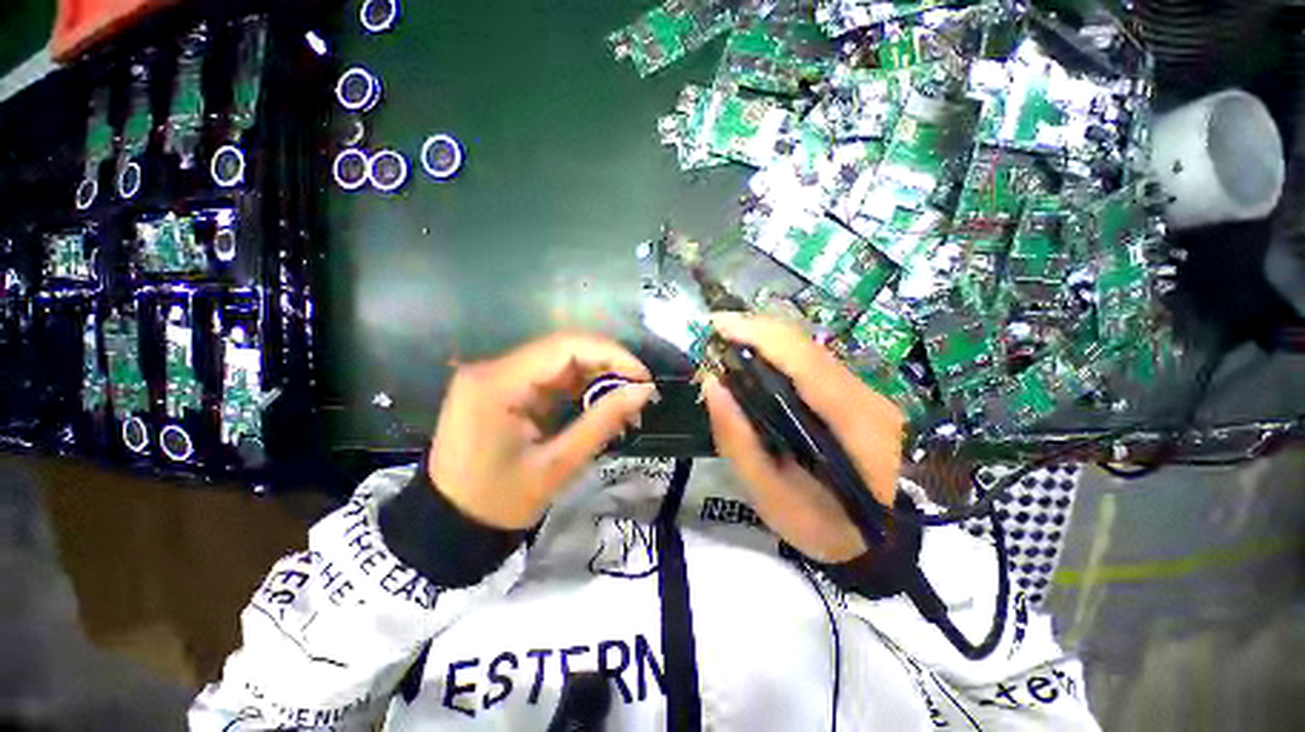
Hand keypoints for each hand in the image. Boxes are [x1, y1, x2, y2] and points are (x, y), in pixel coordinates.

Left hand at [430, 333, 656, 529]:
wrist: (450, 524)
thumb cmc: (500, 502)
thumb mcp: (558, 465)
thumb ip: (602, 421)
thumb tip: (644, 391)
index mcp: (498, 383)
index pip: (565, 347)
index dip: (611, 355)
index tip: (643, 378)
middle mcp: (493, 368)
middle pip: (563, 349)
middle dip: (607, 367)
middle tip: (638, 393)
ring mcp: (495, 375)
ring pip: (559, 361)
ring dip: (596, 377)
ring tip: (624, 403)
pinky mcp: (502, 387)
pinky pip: (549, 376)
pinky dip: (578, 387)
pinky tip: (598, 404)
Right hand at [702, 313, 904, 563]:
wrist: (892, 542)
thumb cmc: (831, 531)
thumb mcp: (775, 501)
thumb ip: (739, 443)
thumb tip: (712, 385)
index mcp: (850, 422)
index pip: (802, 358)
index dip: (757, 333)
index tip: (715, 325)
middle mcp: (863, 393)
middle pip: (804, 343)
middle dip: (753, 330)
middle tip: (712, 335)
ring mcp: (865, 390)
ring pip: (808, 348)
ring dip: (763, 340)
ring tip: (725, 346)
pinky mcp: (858, 393)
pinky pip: (812, 361)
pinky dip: (777, 354)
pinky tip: (754, 363)